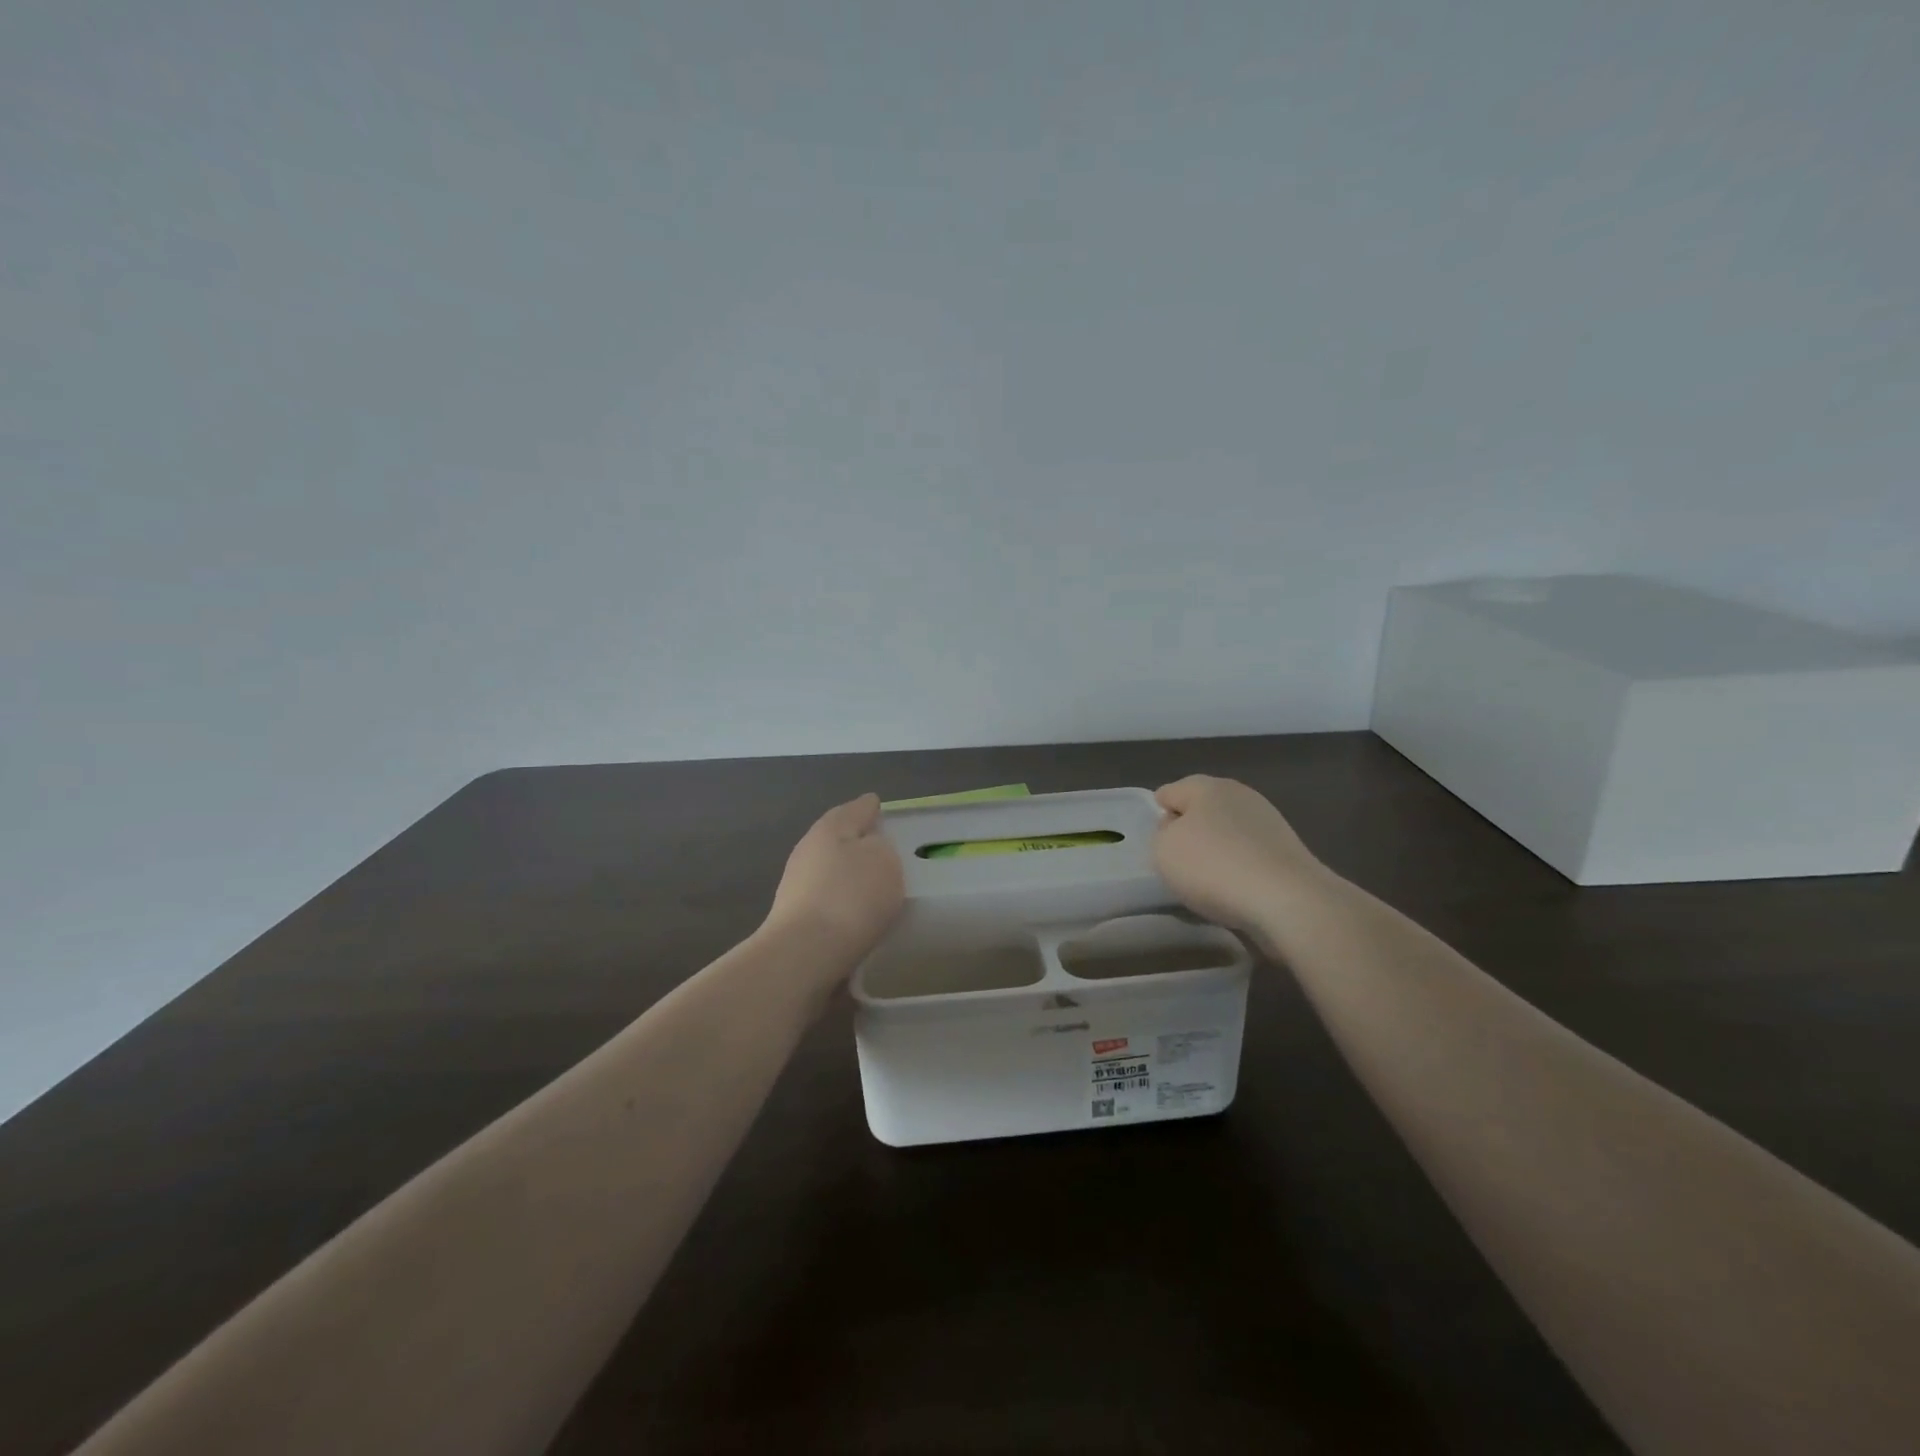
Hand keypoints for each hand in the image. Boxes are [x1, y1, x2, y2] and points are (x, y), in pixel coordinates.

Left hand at [764, 793, 905, 968]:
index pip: (854, 809)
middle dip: (856, 839)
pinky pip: (826, 899)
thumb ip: (881, 847)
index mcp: (829, 829)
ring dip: (847, 873)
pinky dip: (841, 900)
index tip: (877, 804)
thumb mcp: (883, 861)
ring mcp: (796, 886)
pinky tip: (857, 912)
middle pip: (836, 838)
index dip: (868, 807)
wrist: (804, 955)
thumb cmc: (850, 897)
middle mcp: (807, 851)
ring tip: (872, 882)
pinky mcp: (794, 919)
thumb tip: (869, 850)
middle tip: (880, 843)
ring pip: (829, 869)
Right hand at [1153, 776, 1331, 938]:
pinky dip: (1239, 868)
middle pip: (1203, 810)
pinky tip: (1234, 889)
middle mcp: (1240, 795)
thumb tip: (1179, 829)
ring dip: (1217, 850)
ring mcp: (1269, 822)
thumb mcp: (1163, 850)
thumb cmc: (1213, 866)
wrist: (1287, 900)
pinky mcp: (1288, 851)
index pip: (1170, 792)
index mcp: (1207, 786)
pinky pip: (1250, 855)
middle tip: (1178, 861)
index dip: (1158, 814)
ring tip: (1207, 881)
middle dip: (1190, 830)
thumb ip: (1162, 834)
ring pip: (1228, 832)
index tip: (1157, 842)